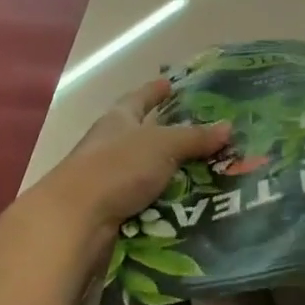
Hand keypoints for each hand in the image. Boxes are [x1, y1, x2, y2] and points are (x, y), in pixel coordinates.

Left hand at [35, 78, 229, 262]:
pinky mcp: (114, 210)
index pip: (138, 98)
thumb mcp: (163, 145)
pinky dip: (167, 203)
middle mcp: (112, 145)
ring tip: (211, 175)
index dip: (154, 91)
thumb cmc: (117, 167)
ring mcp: (110, 180)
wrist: (76, 220)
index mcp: (118, 120)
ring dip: (174, 174)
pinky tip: (192, 206)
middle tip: (207, 135)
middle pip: (144, 135)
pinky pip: (148, 201)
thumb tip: (227, 126)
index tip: (170, 84)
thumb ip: (194, 137)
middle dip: (171, 136)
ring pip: (149, 171)